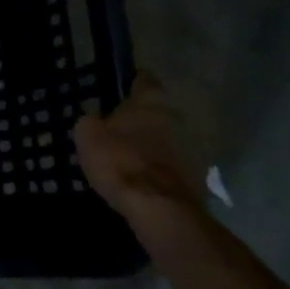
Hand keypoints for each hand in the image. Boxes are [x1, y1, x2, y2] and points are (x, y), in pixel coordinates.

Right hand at [73, 73, 212, 220]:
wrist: (159, 209)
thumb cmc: (120, 160)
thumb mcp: (88, 135)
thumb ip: (93, 121)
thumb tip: (97, 122)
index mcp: (151, 99)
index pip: (144, 79)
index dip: (131, 84)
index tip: (119, 93)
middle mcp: (178, 116)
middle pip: (160, 112)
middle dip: (145, 119)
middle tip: (123, 131)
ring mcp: (194, 148)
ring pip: (171, 140)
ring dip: (157, 146)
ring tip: (135, 161)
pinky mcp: (202, 178)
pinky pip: (177, 167)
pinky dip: (165, 171)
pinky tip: (148, 183)